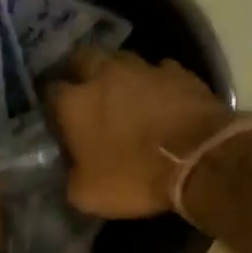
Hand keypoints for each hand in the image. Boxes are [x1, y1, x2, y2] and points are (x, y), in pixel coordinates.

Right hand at [49, 47, 234, 217]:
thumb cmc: (135, 177)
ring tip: (122, 94)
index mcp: (74, 103)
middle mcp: (104, 75)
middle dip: (80, 71)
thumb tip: (71, 168)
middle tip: (85, 92)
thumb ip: (71, 175)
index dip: (52, 103)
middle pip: (82, 58)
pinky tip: (160, 98)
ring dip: (118, 74)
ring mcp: (144, 69)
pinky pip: (159, 71)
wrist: (201, 160)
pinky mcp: (179, 72)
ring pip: (121, 59)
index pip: (49, 90)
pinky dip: (155, 82)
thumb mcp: (87, 194)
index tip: (56, 117)